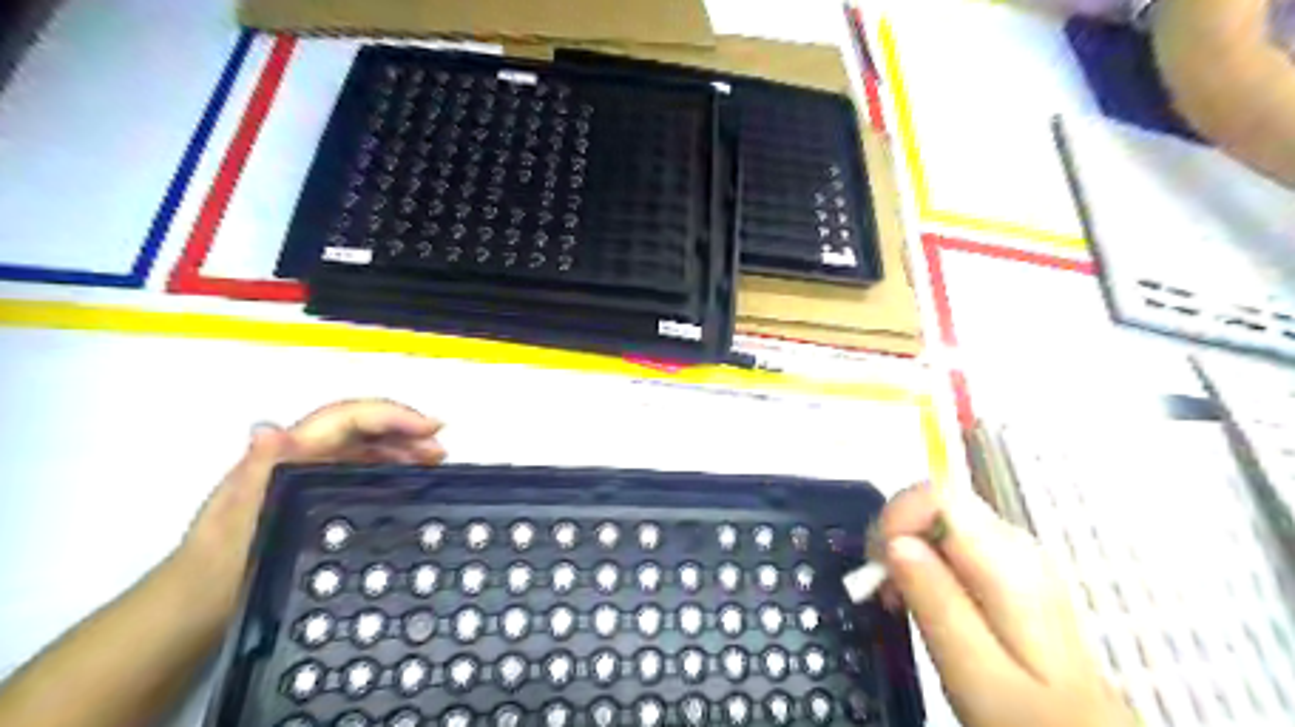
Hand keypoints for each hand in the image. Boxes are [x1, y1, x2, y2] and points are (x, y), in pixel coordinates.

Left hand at [177, 401, 446, 615]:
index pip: (348, 417)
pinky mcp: (319, 493)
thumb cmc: (221, 563)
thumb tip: (268, 427)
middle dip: (405, 429)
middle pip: (363, 426)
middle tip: (441, 449)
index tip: (431, 427)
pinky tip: (408, 479)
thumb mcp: (238, 522)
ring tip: (434, 462)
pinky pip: (363, 467)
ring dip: (403, 447)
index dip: (392, 415)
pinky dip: (391, 466)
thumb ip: (257, 472)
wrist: (199, 605)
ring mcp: (312, 473)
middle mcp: (304, 454)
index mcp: (289, 453)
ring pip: (367, 445)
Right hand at [876, 486, 1134, 726]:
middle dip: (894, 533)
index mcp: (1009, 563)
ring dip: (903, 549)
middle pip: (934, 500)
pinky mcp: (1003, 567)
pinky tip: (918, 598)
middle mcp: (1013, 544)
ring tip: (897, 599)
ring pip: (935, 518)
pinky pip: (946, 540)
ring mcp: (1011, 553)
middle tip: (882, 588)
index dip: (896, 517)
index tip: (880, 566)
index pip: (938, 494)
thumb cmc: (1034, 719)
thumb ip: (937, 604)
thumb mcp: (977, 675)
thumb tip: (895, 543)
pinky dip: (919, 560)